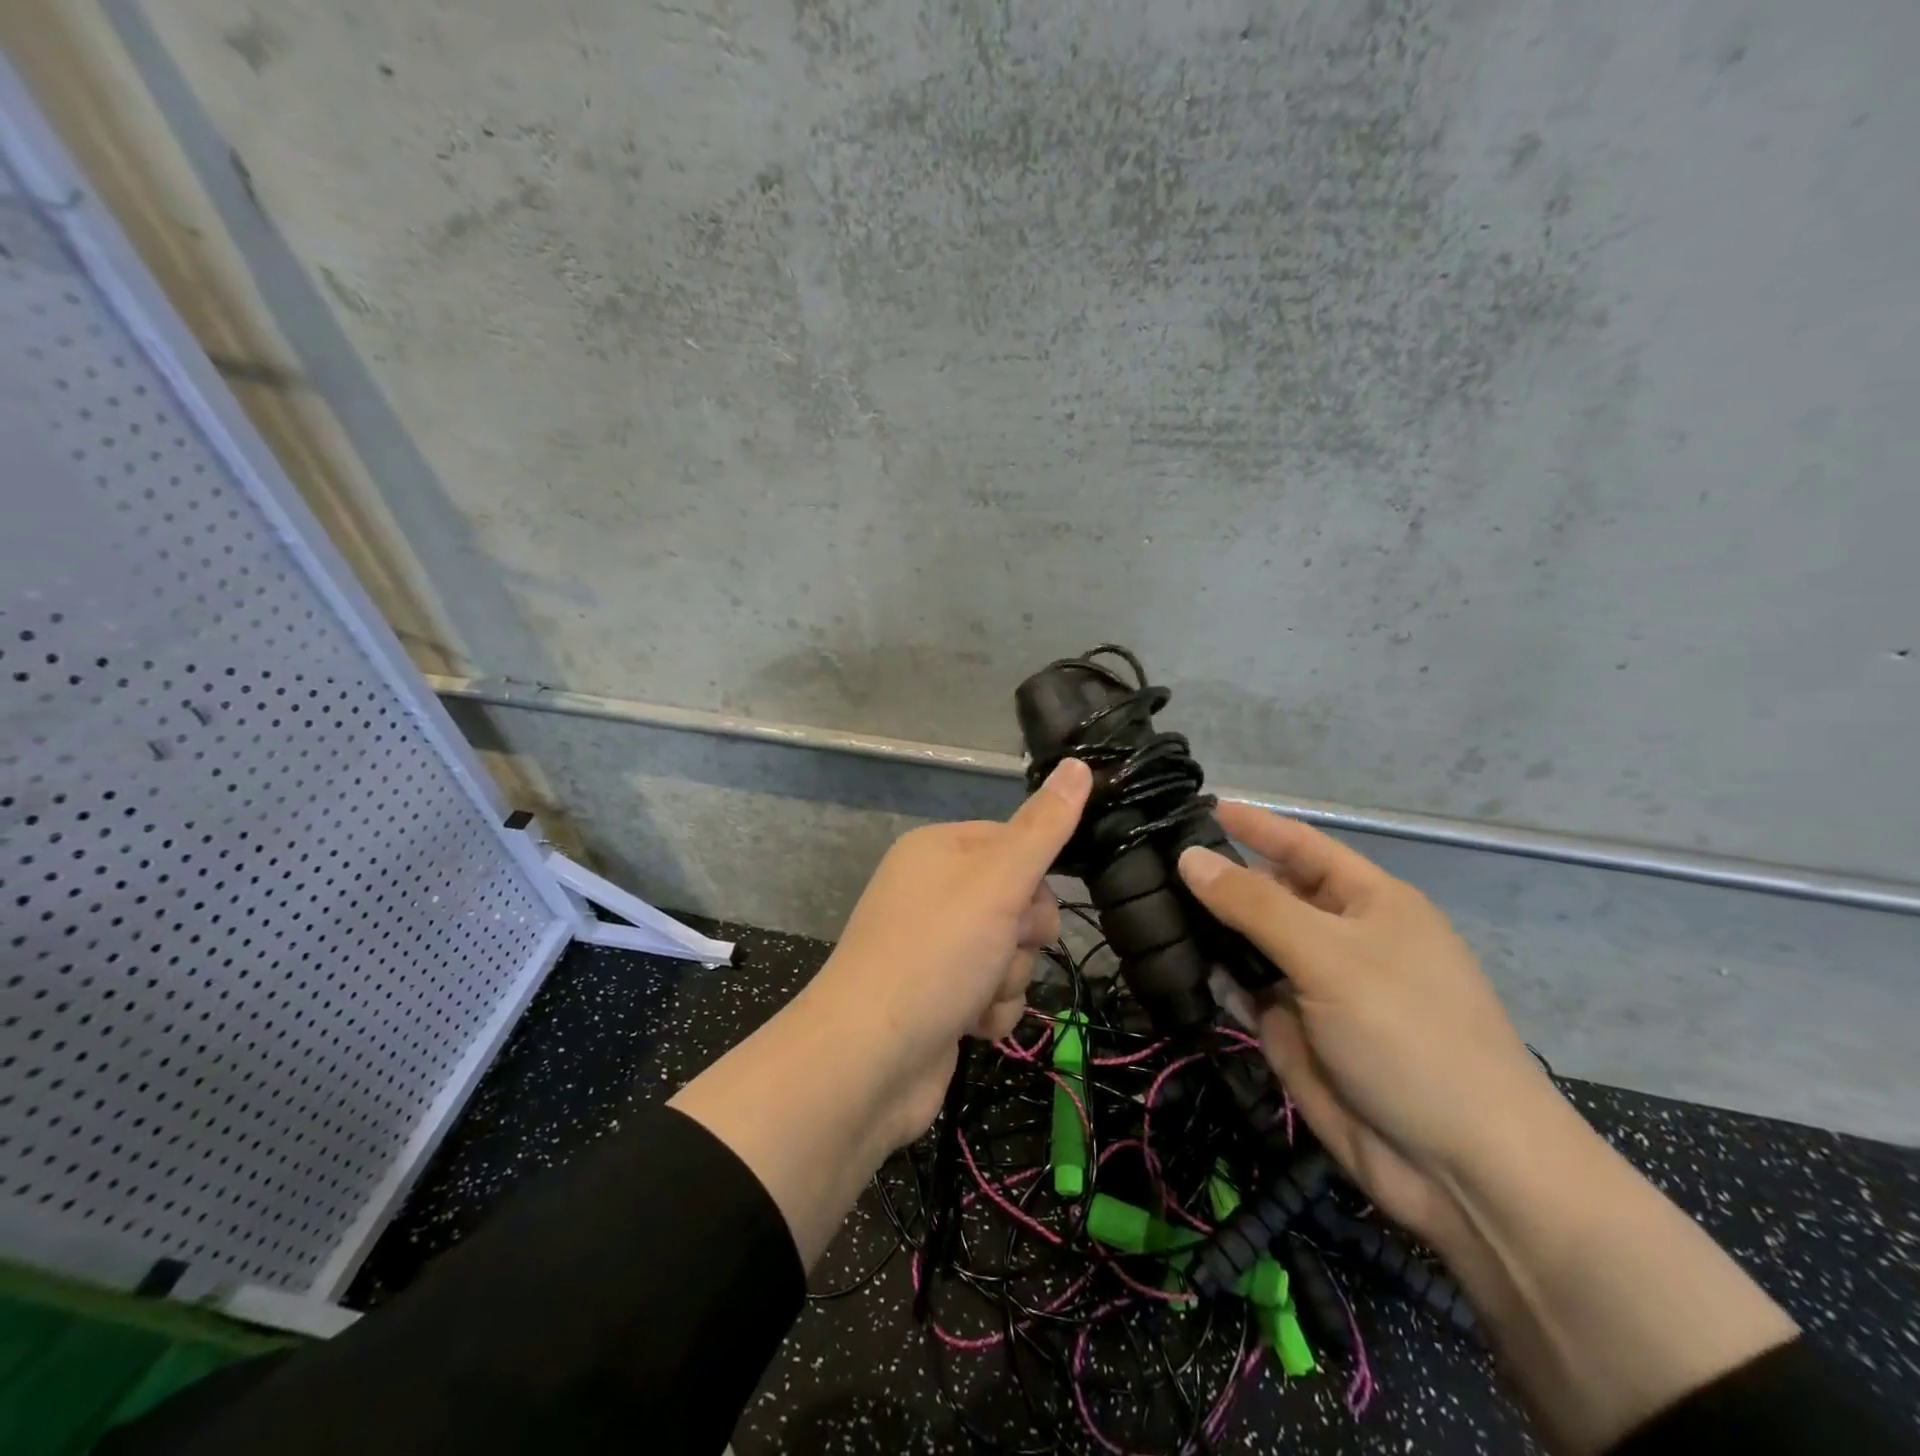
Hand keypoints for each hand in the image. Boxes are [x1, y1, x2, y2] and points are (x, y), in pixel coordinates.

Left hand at [806, 758, 1092, 1145]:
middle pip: (1018, 901)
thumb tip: (1079, 764)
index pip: (1014, 842)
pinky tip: (969, 1026)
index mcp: (937, 850)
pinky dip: (990, 1011)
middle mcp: (932, 893)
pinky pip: (991, 991)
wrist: (867, 1062)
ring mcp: (933, 947)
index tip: (1028, 906)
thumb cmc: (935, 955)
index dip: (1033, 879)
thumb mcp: (997, 881)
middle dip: (1021, 937)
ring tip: (977, 995)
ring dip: (1007, 979)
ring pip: (1010, 951)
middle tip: (1001, 952)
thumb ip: (1043, 827)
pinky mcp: (938, 996)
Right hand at [1179, 803, 1553, 1247]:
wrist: (1462, 1171)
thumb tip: (1189, 857)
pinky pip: (1241, 991)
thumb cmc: (1410, 1035)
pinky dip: (1210, 977)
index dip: (1252, 824)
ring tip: (1140, 902)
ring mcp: (1312, 987)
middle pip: (1266, 893)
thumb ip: (1254, 905)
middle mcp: (1337, 937)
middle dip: (1215, 877)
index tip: (1194, 806)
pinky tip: (1165, 958)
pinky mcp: (1290, 1032)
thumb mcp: (1330, 957)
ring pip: (1246, 944)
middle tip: (1145, 859)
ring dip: (1204, 927)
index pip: (1299, 845)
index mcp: (1367, 902)